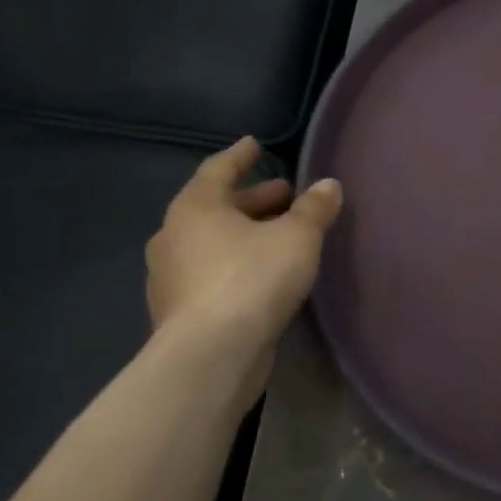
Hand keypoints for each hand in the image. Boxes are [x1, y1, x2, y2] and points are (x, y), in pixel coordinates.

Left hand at [146, 138, 342, 380]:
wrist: (211, 356)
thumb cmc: (253, 279)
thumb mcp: (298, 236)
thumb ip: (314, 208)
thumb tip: (329, 185)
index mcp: (195, 208)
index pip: (218, 169)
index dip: (240, 156)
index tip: (255, 144)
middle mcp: (173, 237)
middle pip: (215, 207)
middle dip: (253, 199)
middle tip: (286, 194)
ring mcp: (171, 278)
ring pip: (212, 242)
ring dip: (245, 233)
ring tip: (280, 234)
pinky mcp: (180, 312)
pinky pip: (211, 273)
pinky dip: (236, 263)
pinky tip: (264, 273)